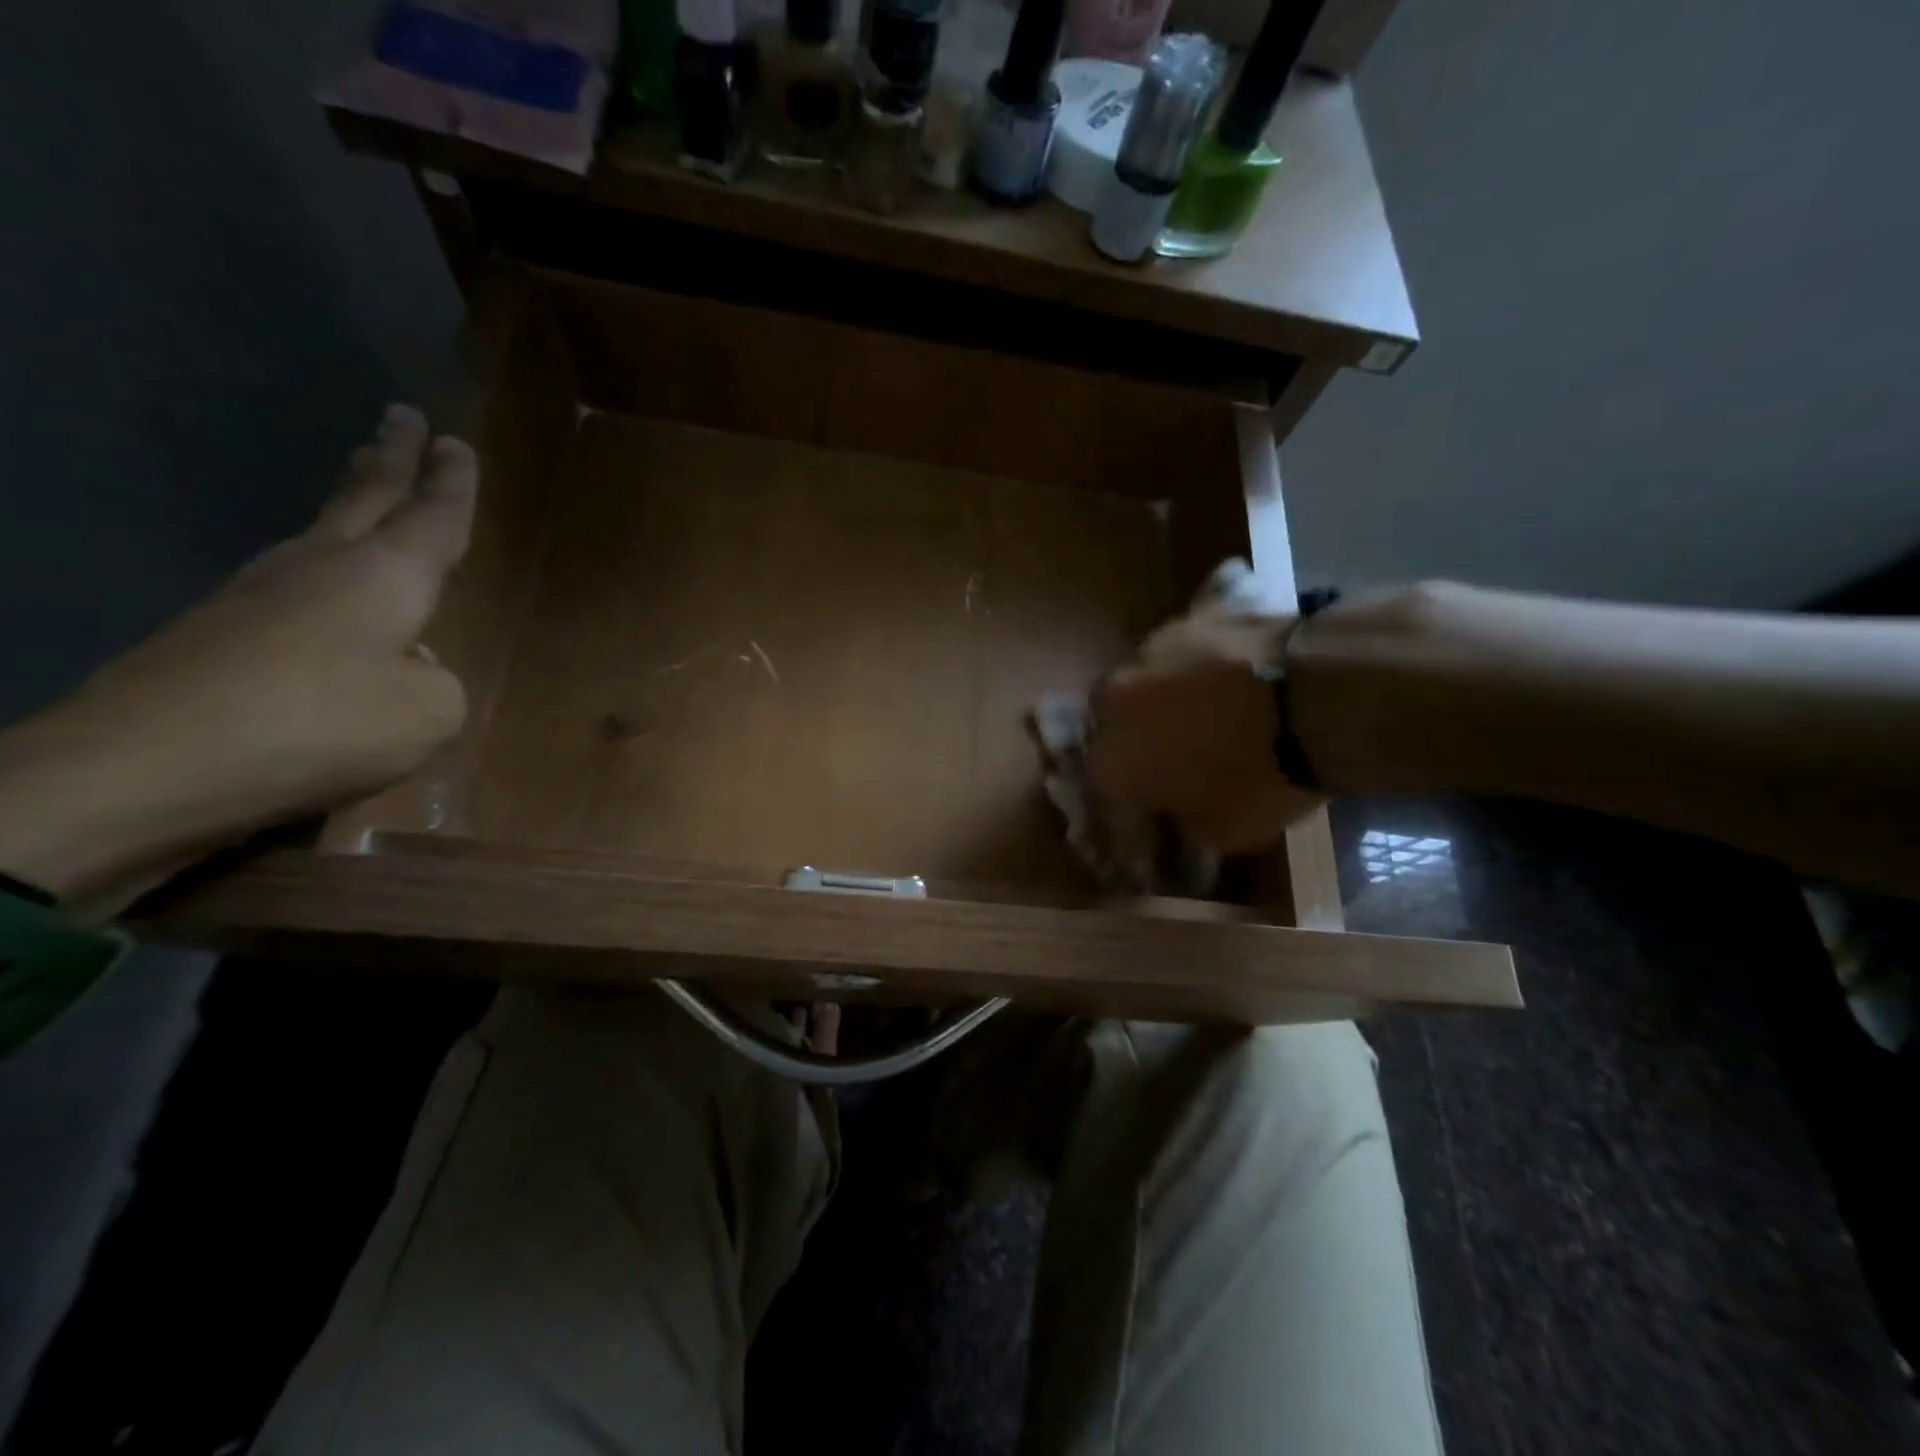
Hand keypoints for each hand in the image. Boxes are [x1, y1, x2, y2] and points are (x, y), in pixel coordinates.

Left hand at [0, 405, 475, 906]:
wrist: (146, 764)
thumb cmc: (320, 725)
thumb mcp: (429, 715)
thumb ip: (441, 682)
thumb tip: (407, 666)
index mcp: (385, 577)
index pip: (432, 516)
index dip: (452, 483)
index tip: (456, 441)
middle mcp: (323, 566)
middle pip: (366, 496)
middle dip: (392, 457)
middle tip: (404, 417)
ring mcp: (260, 592)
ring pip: (322, 527)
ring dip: (352, 497)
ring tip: (367, 477)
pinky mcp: (220, 628)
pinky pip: (293, 576)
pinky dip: (323, 559)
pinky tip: (328, 582)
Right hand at [1086, 603, 1323, 855]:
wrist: (1314, 698)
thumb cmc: (1259, 778)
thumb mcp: (1222, 830)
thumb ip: (1185, 819)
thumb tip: (1183, 810)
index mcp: (1110, 757)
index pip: (1105, 784)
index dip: (1133, 795)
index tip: (1160, 804)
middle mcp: (1114, 698)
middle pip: (1116, 717)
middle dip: (1138, 731)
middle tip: (1177, 747)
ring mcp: (1154, 646)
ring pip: (1149, 673)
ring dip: (1168, 689)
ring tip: (1213, 703)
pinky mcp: (1196, 612)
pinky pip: (1193, 638)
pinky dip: (1206, 654)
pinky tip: (1235, 665)